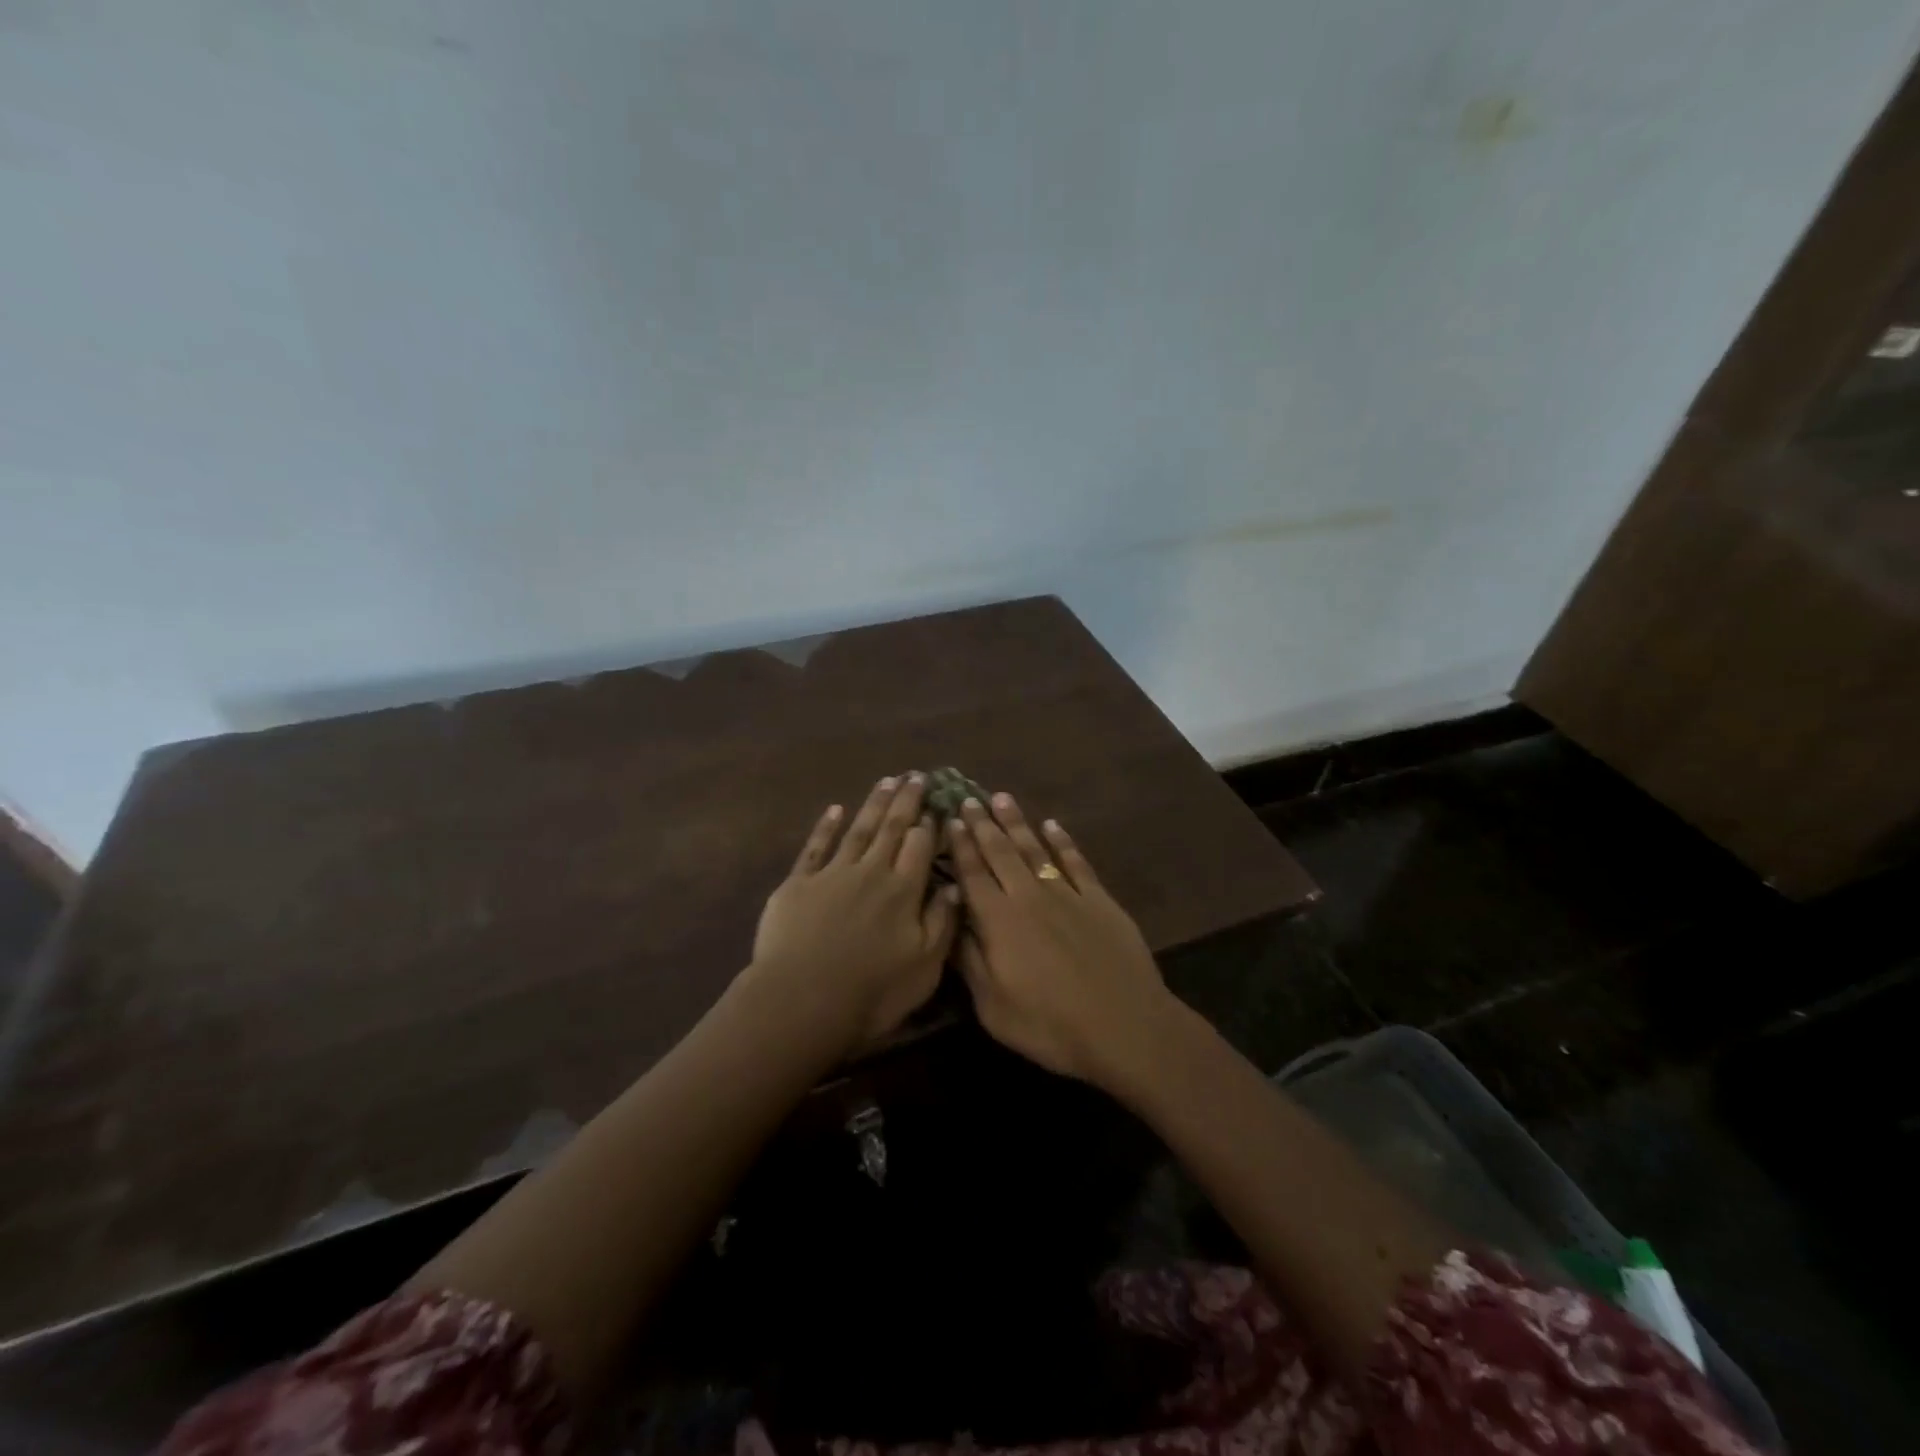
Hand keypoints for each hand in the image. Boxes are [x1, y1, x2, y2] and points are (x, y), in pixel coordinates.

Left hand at [750, 774, 960, 1056]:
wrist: (801, 1002)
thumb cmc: (872, 993)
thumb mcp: (924, 967)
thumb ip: (942, 923)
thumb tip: (954, 885)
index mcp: (903, 891)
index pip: (921, 846)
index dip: (930, 822)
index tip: (938, 802)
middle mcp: (871, 872)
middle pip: (892, 828)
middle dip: (905, 801)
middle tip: (916, 776)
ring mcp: (832, 874)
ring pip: (858, 830)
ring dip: (873, 804)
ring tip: (886, 781)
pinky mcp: (798, 884)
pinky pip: (815, 847)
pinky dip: (825, 826)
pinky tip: (835, 810)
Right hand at [946, 793, 1173, 1086]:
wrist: (1124, 1026)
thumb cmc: (1050, 1025)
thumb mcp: (993, 1007)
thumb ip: (970, 962)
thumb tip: (953, 923)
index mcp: (999, 921)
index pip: (973, 874)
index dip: (960, 846)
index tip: (951, 820)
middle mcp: (1029, 897)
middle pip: (1001, 853)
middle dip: (982, 824)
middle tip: (968, 798)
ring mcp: (1067, 895)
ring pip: (1036, 849)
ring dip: (1017, 823)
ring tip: (1001, 798)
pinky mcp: (1099, 900)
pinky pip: (1076, 862)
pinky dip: (1063, 841)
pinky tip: (1053, 825)